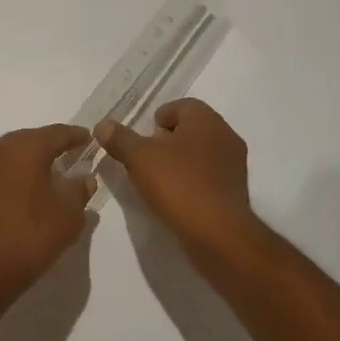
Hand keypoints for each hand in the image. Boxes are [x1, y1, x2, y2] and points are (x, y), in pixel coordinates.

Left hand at [0, 124, 95, 308]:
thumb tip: (84, 178)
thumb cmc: (28, 240)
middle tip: (70, 155)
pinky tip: (22, 192)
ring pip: (10, 154)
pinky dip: (12, 176)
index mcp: (24, 149)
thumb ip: (79, 191)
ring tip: (47, 174)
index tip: (89, 140)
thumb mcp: (67, 217)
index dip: (76, 136)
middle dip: (50, 146)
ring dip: (29, 161)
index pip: (56, 133)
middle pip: (30, 139)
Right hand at [96, 99, 260, 263]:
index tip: (142, 142)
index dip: (157, 120)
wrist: (219, 234)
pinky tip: (177, 198)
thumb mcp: (139, 158)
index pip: (180, 106)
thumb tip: (103, 125)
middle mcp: (225, 134)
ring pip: (200, 153)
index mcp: (206, 119)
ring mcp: (234, 163)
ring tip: (158, 182)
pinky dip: (192, 181)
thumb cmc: (179, 185)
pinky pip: (209, 175)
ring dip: (179, 162)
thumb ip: (120, 139)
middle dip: (166, 142)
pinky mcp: (236, 190)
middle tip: (146, 161)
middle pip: (190, 129)